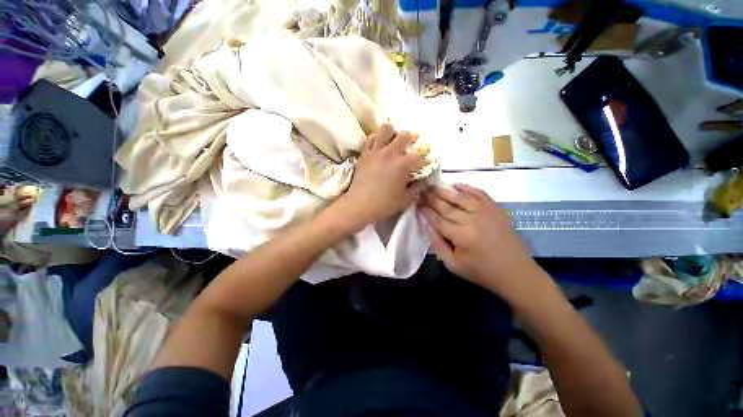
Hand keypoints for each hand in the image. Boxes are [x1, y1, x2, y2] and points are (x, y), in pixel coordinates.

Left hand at [339, 124, 426, 228]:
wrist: (359, 205)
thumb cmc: (384, 204)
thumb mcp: (405, 199)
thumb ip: (417, 187)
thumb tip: (423, 179)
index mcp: (404, 165)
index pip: (420, 153)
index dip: (425, 154)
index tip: (425, 157)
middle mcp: (391, 153)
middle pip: (405, 134)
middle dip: (412, 138)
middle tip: (411, 146)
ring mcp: (376, 151)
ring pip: (386, 129)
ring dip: (393, 133)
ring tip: (393, 141)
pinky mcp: (365, 153)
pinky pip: (371, 137)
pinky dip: (377, 137)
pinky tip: (379, 145)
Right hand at [420, 184, 545, 302]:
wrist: (515, 272)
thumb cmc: (480, 271)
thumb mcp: (452, 264)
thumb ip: (437, 243)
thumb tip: (426, 224)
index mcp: (460, 236)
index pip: (437, 219)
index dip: (425, 210)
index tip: (416, 202)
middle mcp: (472, 220)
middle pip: (446, 205)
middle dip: (431, 197)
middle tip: (420, 190)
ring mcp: (485, 211)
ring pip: (460, 196)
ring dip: (445, 190)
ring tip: (433, 185)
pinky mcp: (495, 208)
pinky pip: (479, 193)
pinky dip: (466, 187)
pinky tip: (455, 184)